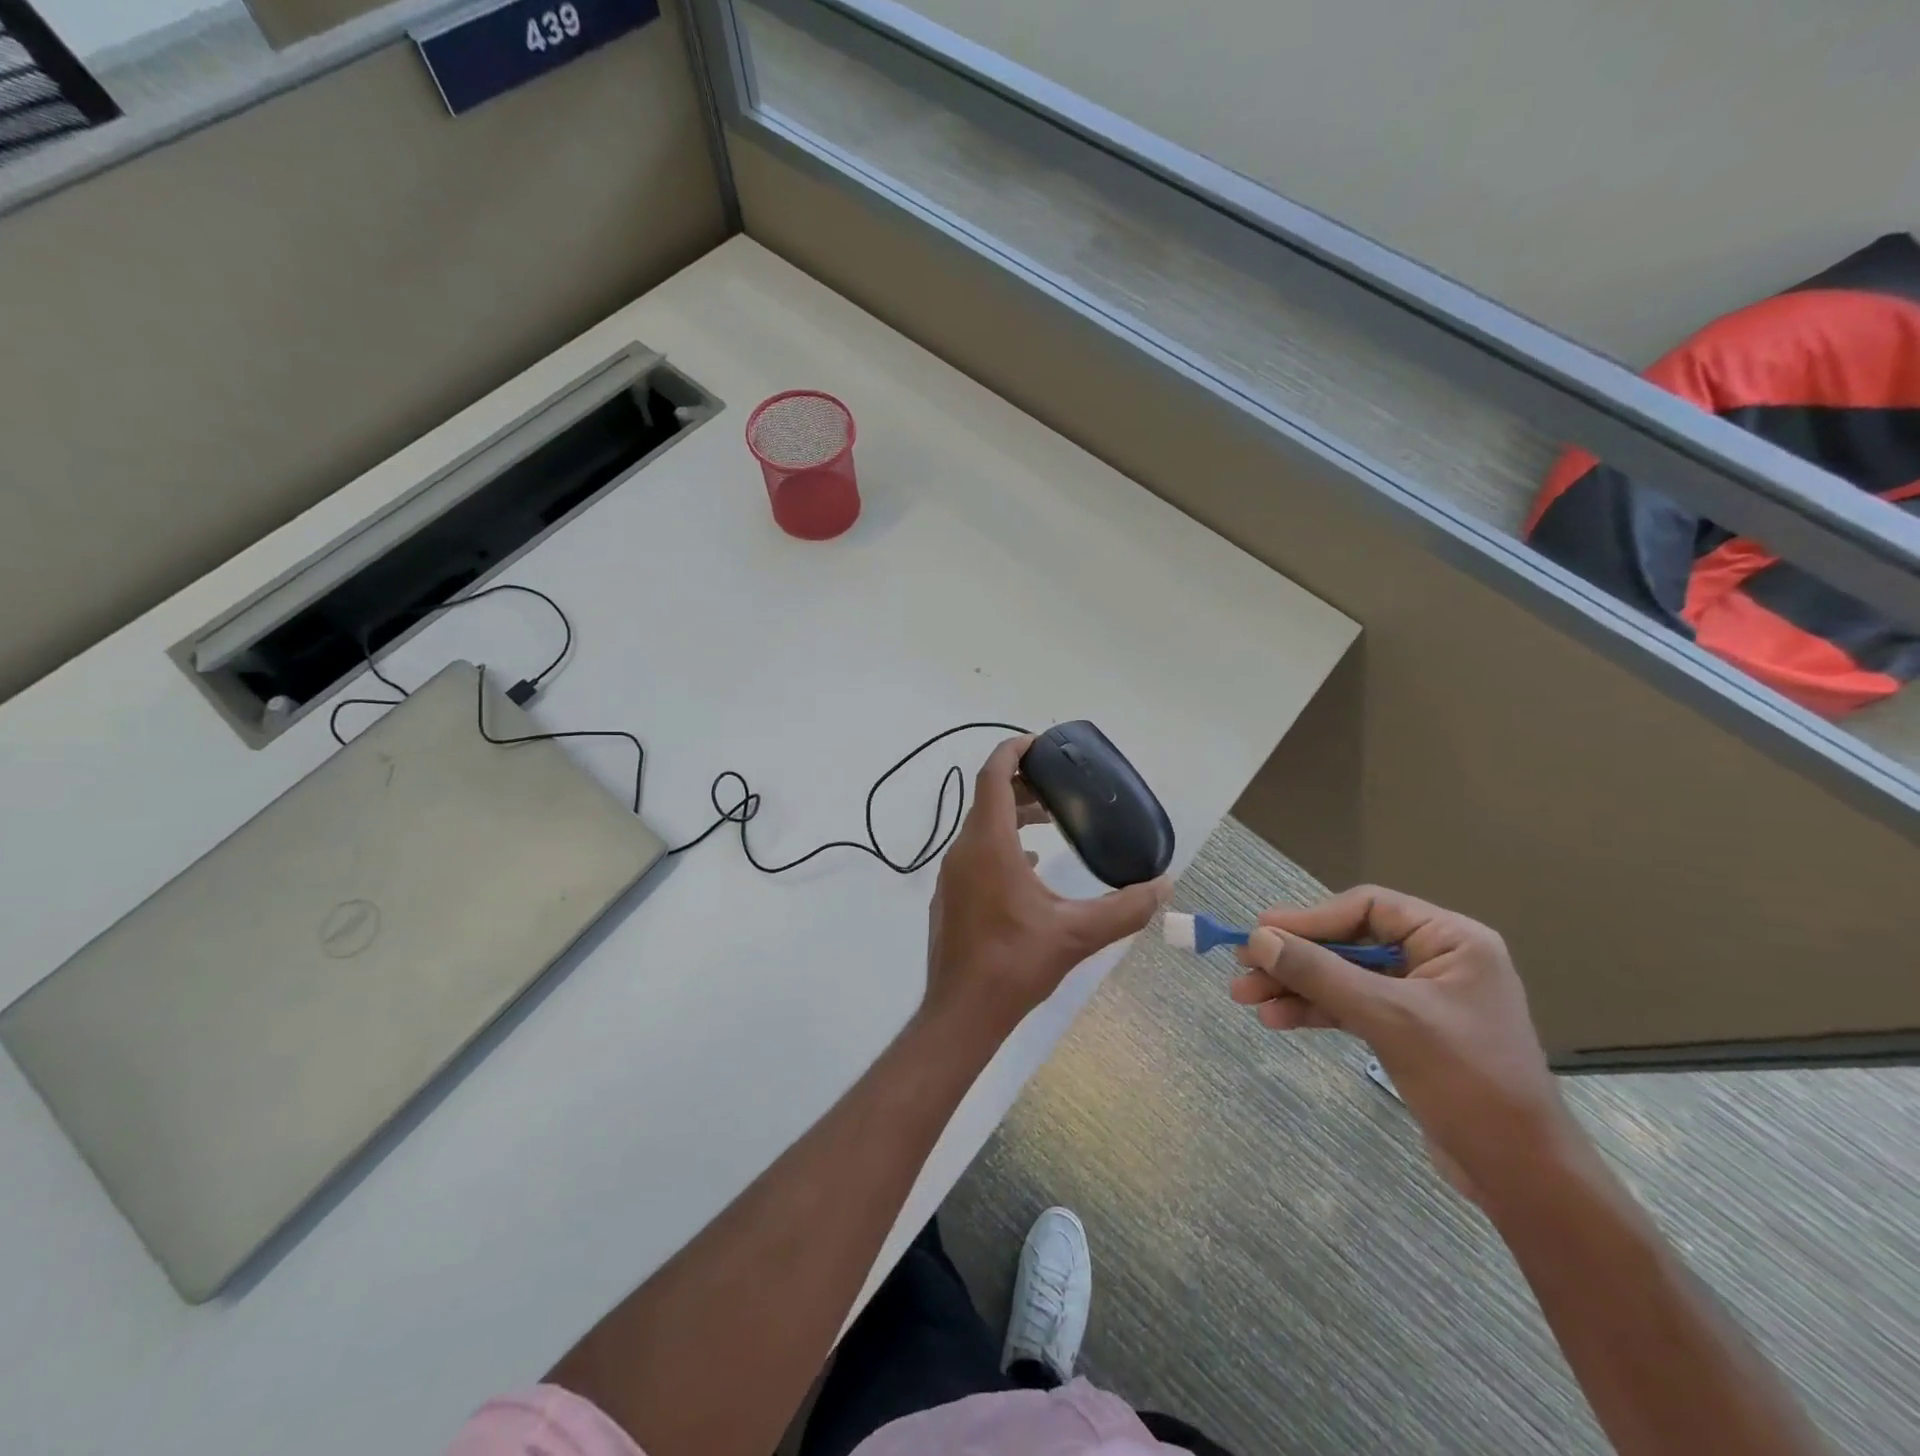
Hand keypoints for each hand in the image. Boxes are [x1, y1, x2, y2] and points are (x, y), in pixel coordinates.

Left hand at [924, 736, 1168, 1039]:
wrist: (961, 1012)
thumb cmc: (1015, 964)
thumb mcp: (1078, 934)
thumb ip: (1126, 908)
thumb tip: (1165, 886)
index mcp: (989, 845)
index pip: (994, 775)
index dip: (1014, 751)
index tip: (1041, 744)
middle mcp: (964, 851)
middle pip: (987, 798)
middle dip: (1022, 784)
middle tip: (1059, 786)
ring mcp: (952, 875)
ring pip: (980, 827)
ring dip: (1012, 815)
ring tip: (1051, 821)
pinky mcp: (950, 897)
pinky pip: (976, 853)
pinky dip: (1002, 845)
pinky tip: (1031, 868)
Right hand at [1230, 885, 1577, 1205]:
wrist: (1521, 1176)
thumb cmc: (1467, 1082)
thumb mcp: (1387, 1018)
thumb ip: (1320, 973)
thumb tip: (1258, 939)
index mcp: (1451, 940)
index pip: (1367, 908)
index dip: (1310, 918)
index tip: (1262, 933)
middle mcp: (1435, 959)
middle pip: (1348, 942)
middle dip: (1294, 958)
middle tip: (1242, 967)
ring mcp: (1419, 997)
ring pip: (1342, 976)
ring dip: (1295, 986)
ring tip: (1245, 998)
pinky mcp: (1406, 1031)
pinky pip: (1350, 1006)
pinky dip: (1314, 1011)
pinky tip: (1276, 1019)